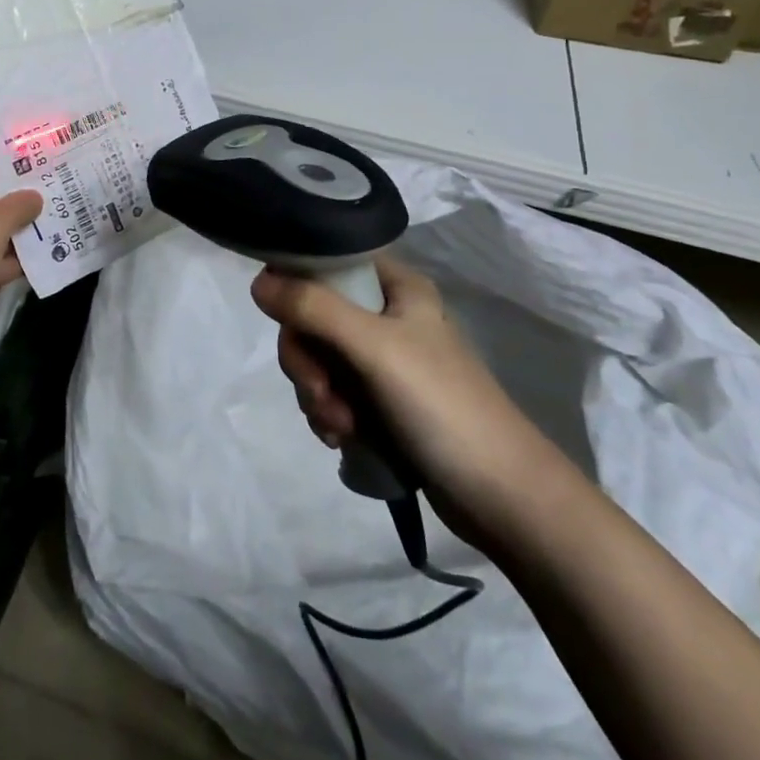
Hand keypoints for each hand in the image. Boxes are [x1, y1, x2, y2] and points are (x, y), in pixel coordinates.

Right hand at [252, 255, 546, 534]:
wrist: (503, 497)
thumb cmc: (442, 405)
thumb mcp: (374, 348)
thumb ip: (313, 309)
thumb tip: (257, 283)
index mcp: (395, 287)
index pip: (327, 263)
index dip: (298, 286)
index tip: (287, 320)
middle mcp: (388, 315)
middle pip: (314, 316)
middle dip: (307, 359)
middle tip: (322, 391)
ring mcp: (384, 361)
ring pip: (319, 359)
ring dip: (317, 393)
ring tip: (341, 426)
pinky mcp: (381, 401)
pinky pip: (332, 392)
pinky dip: (329, 413)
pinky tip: (343, 438)